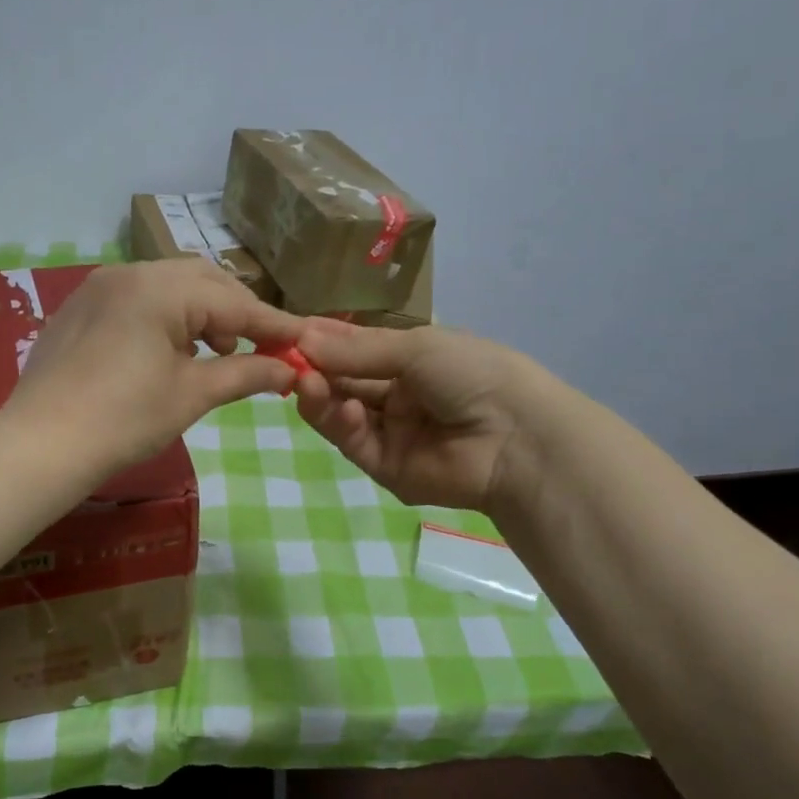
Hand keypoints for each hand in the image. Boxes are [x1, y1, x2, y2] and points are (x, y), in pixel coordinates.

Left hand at [4, 259, 303, 477]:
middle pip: (201, 281)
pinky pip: (137, 299)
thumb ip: (246, 374)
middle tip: (257, 350)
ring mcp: (99, 288)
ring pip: (168, 286)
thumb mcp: (191, 395)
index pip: (232, 301)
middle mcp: (128, 273)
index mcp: (159, 289)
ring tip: (215, 354)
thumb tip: (289, 370)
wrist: (41, 444)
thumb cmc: (124, 420)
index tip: (304, 340)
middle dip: (235, 313)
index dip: (272, 324)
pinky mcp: (80, 308)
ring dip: (201, 314)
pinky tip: (170, 351)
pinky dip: (166, 317)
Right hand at [294, 319, 542, 514]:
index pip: (355, 349)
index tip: (287, 332)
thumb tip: (302, 339)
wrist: (516, 436)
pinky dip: (339, 424)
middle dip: (314, 369)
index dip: (323, 341)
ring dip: (319, 396)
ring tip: (304, 382)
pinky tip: (339, 408)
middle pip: (342, 381)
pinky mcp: (385, 467)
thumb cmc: (473, 373)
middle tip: (282, 358)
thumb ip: (356, 350)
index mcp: (410, 361)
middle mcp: (397, 395)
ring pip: (340, 413)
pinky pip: (353, 442)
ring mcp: (390, 432)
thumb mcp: (415, 348)